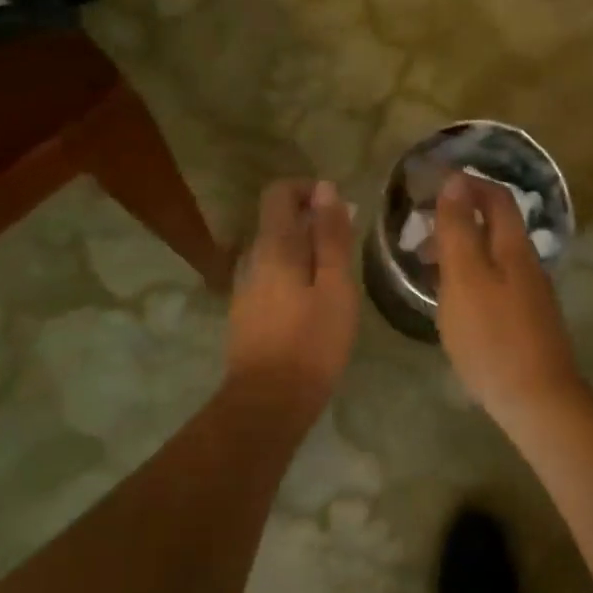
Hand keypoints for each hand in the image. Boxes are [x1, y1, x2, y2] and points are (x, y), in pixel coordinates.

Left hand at [226, 179, 358, 408]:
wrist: (267, 403)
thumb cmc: (311, 342)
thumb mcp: (335, 286)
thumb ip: (330, 236)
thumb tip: (326, 189)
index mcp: (274, 246)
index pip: (279, 192)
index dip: (309, 190)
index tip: (339, 210)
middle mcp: (252, 258)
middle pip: (278, 220)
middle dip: (313, 222)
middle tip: (347, 249)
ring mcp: (245, 286)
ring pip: (276, 250)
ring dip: (305, 250)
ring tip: (337, 278)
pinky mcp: (246, 311)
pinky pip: (271, 275)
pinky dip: (294, 274)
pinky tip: (315, 303)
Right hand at [433, 172, 584, 417]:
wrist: (537, 400)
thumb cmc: (492, 336)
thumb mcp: (465, 278)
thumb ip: (459, 229)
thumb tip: (456, 181)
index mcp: (514, 247)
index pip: (496, 197)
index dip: (467, 183)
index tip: (431, 182)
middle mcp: (527, 264)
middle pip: (496, 225)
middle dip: (459, 216)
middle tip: (420, 227)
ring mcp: (530, 294)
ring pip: (493, 255)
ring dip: (461, 248)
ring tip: (426, 264)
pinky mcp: (527, 320)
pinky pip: (495, 281)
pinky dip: (470, 275)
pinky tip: (452, 298)